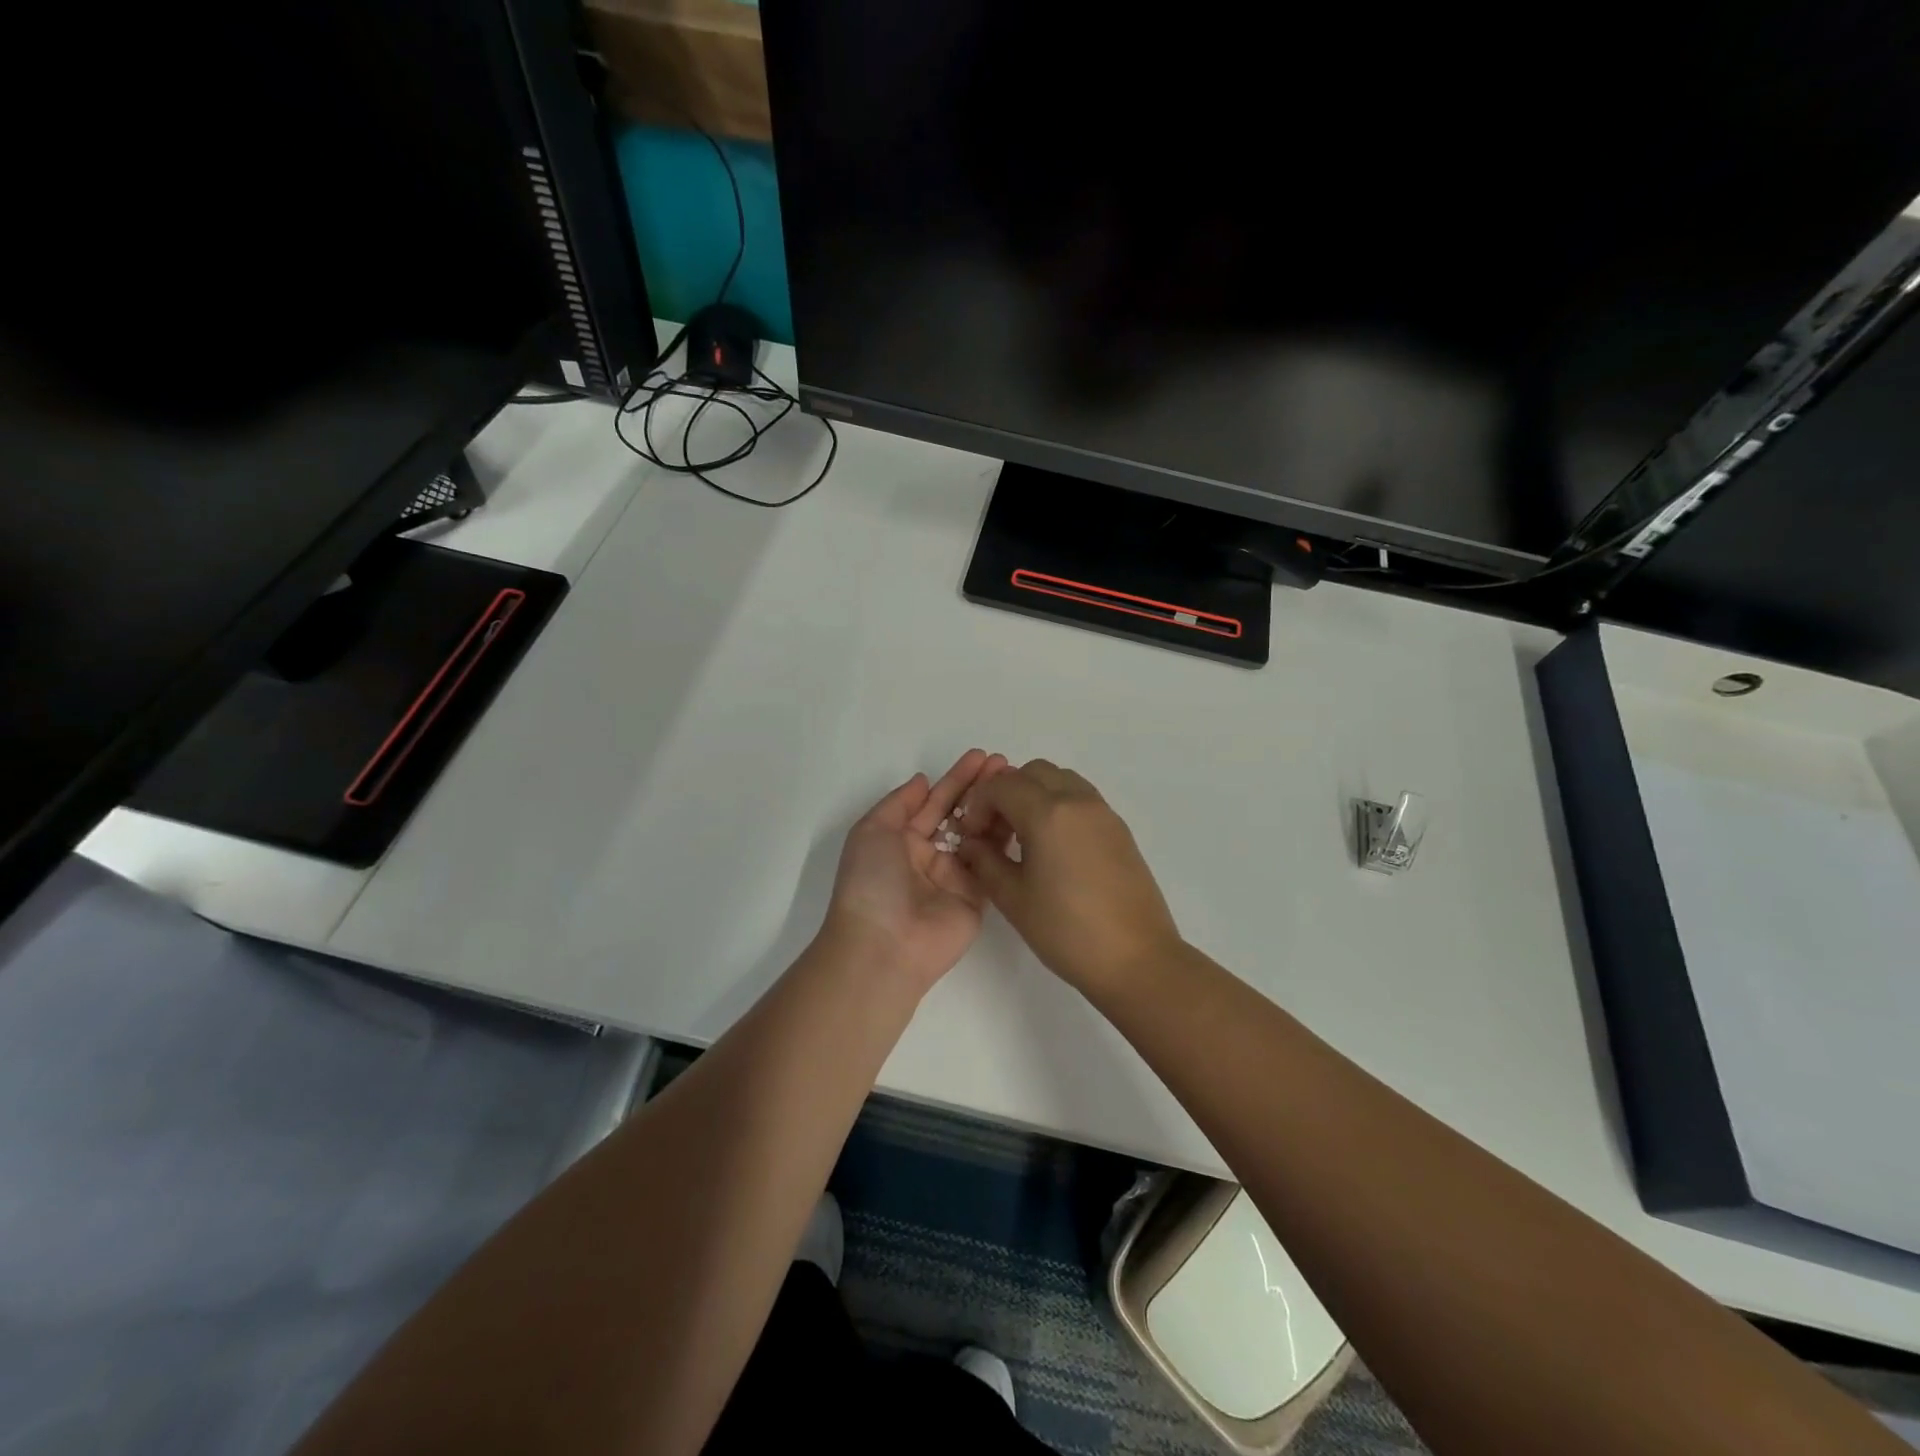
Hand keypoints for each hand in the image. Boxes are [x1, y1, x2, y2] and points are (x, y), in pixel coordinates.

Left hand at [820, 750, 1009, 993]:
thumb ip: (900, 803)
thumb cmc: (871, 882)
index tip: (981, 756)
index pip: (934, 802)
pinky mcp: (977, 896)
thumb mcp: (872, 831)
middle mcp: (929, 855)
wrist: (884, 945)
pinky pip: (993, 862)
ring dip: (997, 808)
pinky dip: (1005, 839)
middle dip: (981, 788)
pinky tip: (1022, 815)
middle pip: (960, 814)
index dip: (956, 779)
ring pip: (980, 834)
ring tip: (1019, 783)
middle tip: (1006, 764)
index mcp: (900, 839)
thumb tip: (922, 780)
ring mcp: (955, 876)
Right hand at [955, 759, 1180, 993]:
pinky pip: (1081, 798)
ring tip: (1024, 837)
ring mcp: (1103, 813)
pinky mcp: (1119, 829)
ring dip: (1034, 795)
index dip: (978, 804)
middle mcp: (1078, 801)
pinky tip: (1052, 848)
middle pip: (1032, 773)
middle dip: (1006, 793)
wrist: (1136, 959)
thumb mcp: (1013, 899)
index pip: (1002, 785)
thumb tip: (971, 843)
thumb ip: (985, 862)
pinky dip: (1059, 806)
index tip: (972, 835)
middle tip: (995, 831)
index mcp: (1048, 814)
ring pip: (1060, 780)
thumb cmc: (1067, 931)